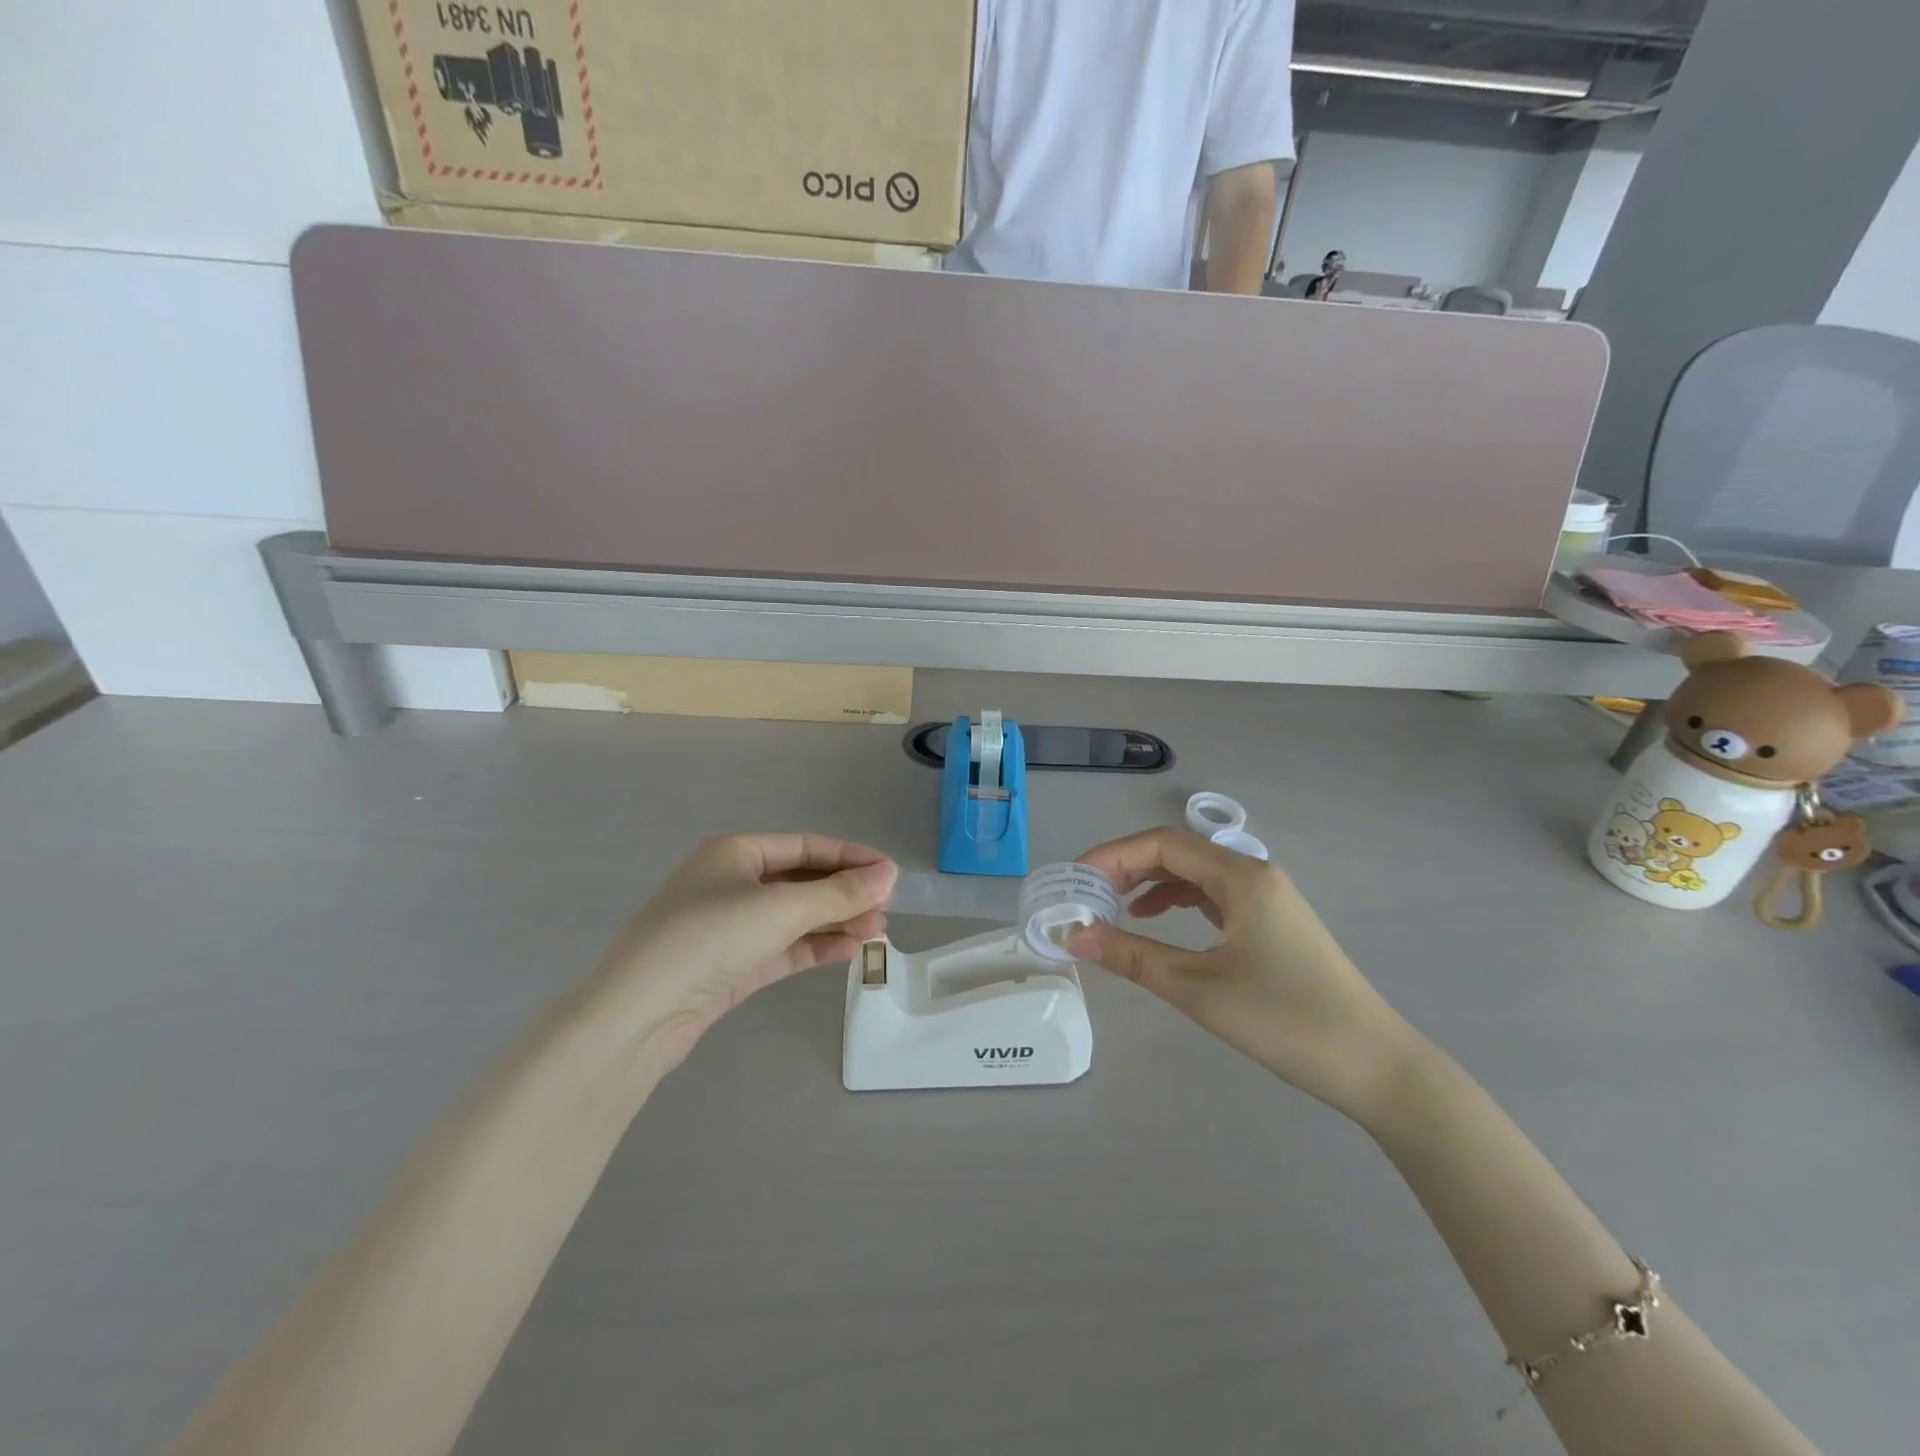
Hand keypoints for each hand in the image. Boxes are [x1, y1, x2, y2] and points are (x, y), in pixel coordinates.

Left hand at [582, 834, 897, 1067]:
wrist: (638, 1015)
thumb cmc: (709, 937)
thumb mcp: (781, 908)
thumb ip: (839, 893)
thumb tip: (890, 874)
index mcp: (736, 853)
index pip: (806, 846)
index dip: (850, 857)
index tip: (890, 873)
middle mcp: (733, 884)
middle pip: (802, 882)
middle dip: (845, 894)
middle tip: (888, 908)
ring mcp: (731, 928)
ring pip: (795, 918)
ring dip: (836, 923)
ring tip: (878, 932)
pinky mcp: (732, 966)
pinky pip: (784, 948)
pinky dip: (816, 948)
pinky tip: (850, 951)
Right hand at [1067, 828, 1419, 1120]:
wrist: (1374, 1066)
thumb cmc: (1284, 1020)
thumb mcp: (1198, 988)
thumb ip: (1132, 957)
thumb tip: (1075, 937)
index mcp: (1240, 877)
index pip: (1161, 844)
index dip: (1111, 856)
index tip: (1074, 881)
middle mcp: (1254, 874)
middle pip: (1176, 853)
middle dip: (1125, 868)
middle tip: (1085, 896)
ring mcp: (1267, 897)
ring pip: (1194, 873)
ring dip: (1149, 884)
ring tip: (1111, 908)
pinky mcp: (1271, 921)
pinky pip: (1212, 895)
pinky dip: (1177, 901)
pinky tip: (1155, 922)